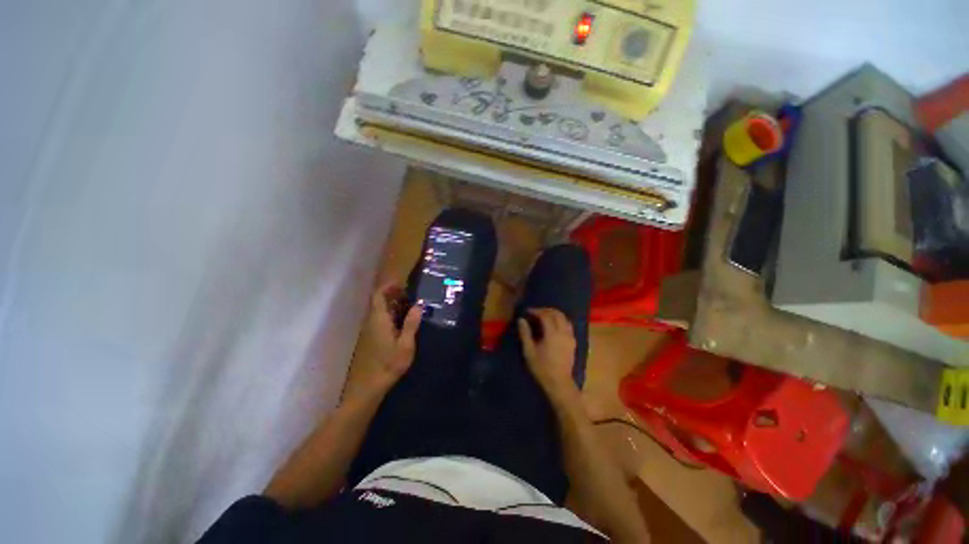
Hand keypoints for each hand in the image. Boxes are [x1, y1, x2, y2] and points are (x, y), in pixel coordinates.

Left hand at [363, 282, 421, 390]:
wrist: (370, 385)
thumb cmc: (389, 363)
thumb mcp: (405, 344)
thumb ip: (411, 324)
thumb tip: (418, 306)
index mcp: (379, 320)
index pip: (378, 296)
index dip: (388, 287)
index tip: (401, 284)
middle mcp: (372, 322)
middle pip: (379, 302)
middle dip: (393, 295)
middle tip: (410, 294)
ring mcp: (370, 330)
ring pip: (380, 311)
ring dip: (392, 305)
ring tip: (410, 305)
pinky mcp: (371, 338)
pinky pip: (380, 320)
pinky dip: (390, 315)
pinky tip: (403, 321)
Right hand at [517, 308, 578, 399]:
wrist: (559, 383)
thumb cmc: (542, 368)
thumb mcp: (529, 351)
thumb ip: (525, 334)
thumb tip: (521, 320)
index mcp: (552, 334)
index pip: (545, 315)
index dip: (536, 311)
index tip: (527, 311)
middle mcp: (563, 332)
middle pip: (557, 314)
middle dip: (546, 310)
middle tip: (536, 312)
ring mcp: (570, 337)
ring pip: (564, 318)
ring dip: (554, 314)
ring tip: (544, 316)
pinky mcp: (573, 342)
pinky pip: (568, 325)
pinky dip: (560, 320)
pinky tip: (554, 325)